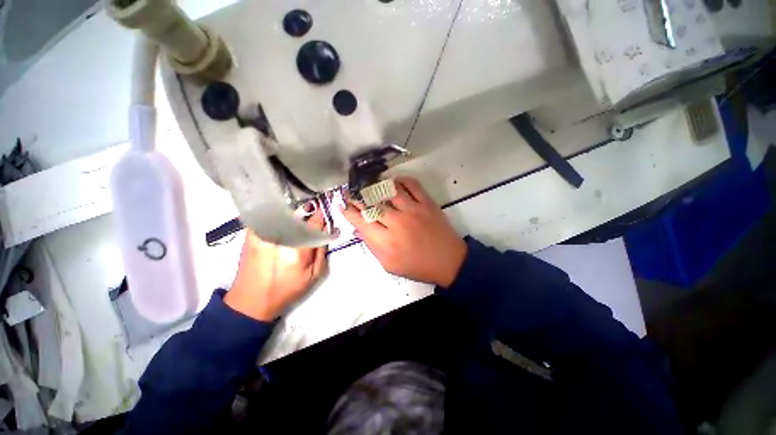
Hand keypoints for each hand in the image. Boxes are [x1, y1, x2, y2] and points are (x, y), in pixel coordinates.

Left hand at [225, 211, 327, 321]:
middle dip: (307, 212)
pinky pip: (267, 217)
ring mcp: (263, 235)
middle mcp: (280, 239)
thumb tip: (326, 231)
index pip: (314, 223)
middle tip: (311, 214)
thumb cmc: (285, 290)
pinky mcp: (251, 235)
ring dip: (293, 212)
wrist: (251, 300)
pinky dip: (276, 215)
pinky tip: (280, 221)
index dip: (321, 216)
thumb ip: (322, 251)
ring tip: (296, 217)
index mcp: (298, 250)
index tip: (323, 213)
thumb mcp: (313, 275)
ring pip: (283, 213)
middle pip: (298, 215)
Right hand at [342, 177, 466, 287]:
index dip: (349, 211)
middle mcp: (397, 222)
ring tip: (371, 186)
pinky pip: (412, 185)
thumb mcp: (389, 265)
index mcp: (386, 242)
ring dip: (377, 186)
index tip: (342, 204)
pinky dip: (402, 180)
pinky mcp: (427, 203)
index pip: (361, 221)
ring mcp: (413, 210)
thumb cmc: (417, 266)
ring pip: (389, 190)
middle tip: (352, 193)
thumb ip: (372, 247)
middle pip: (372, 204)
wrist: (448, 262)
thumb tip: (360, 229)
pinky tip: (395, 182)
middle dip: (358, 198)